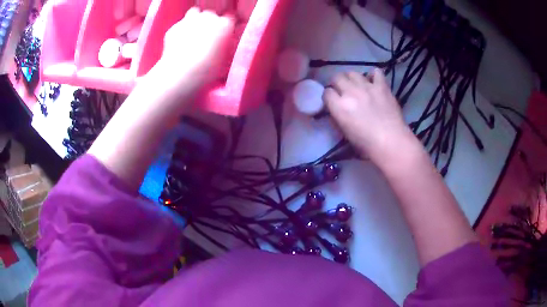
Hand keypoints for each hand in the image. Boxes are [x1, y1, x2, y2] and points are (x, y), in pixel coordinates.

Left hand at [145, 7, 234, 101]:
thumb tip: (224, 46)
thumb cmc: (206, 70)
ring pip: (195, 13)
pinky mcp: (174, 27)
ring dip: (195, 21)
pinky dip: (180, 31)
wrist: (180, 73)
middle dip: (209, 23)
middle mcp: (208, 18)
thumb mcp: (224, 61)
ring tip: (193, 34)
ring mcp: (190, 20)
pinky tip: (179, 44)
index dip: (225, 28)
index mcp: (224, 25)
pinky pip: (180, 25)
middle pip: (211, 15)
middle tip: (206, 37)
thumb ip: (226, 48)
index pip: (229, 20)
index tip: (223, 35)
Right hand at [323, 69, 411, 163]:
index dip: (329, 97)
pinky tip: (373, 82)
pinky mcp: (382, 86)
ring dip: (352, 79)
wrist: (392, 143)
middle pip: (337, 77)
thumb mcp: (345, 134)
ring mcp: (367, 87)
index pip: (326, 93)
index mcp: (339, 107)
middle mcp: (351, 92)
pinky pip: (375, 72)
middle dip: (337, 83)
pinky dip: (373, 75)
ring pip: (353, 73)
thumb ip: (338, 118)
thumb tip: (336, 110)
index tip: (332, 102)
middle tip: (342, 91)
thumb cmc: (367, 145)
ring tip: (356, 86)